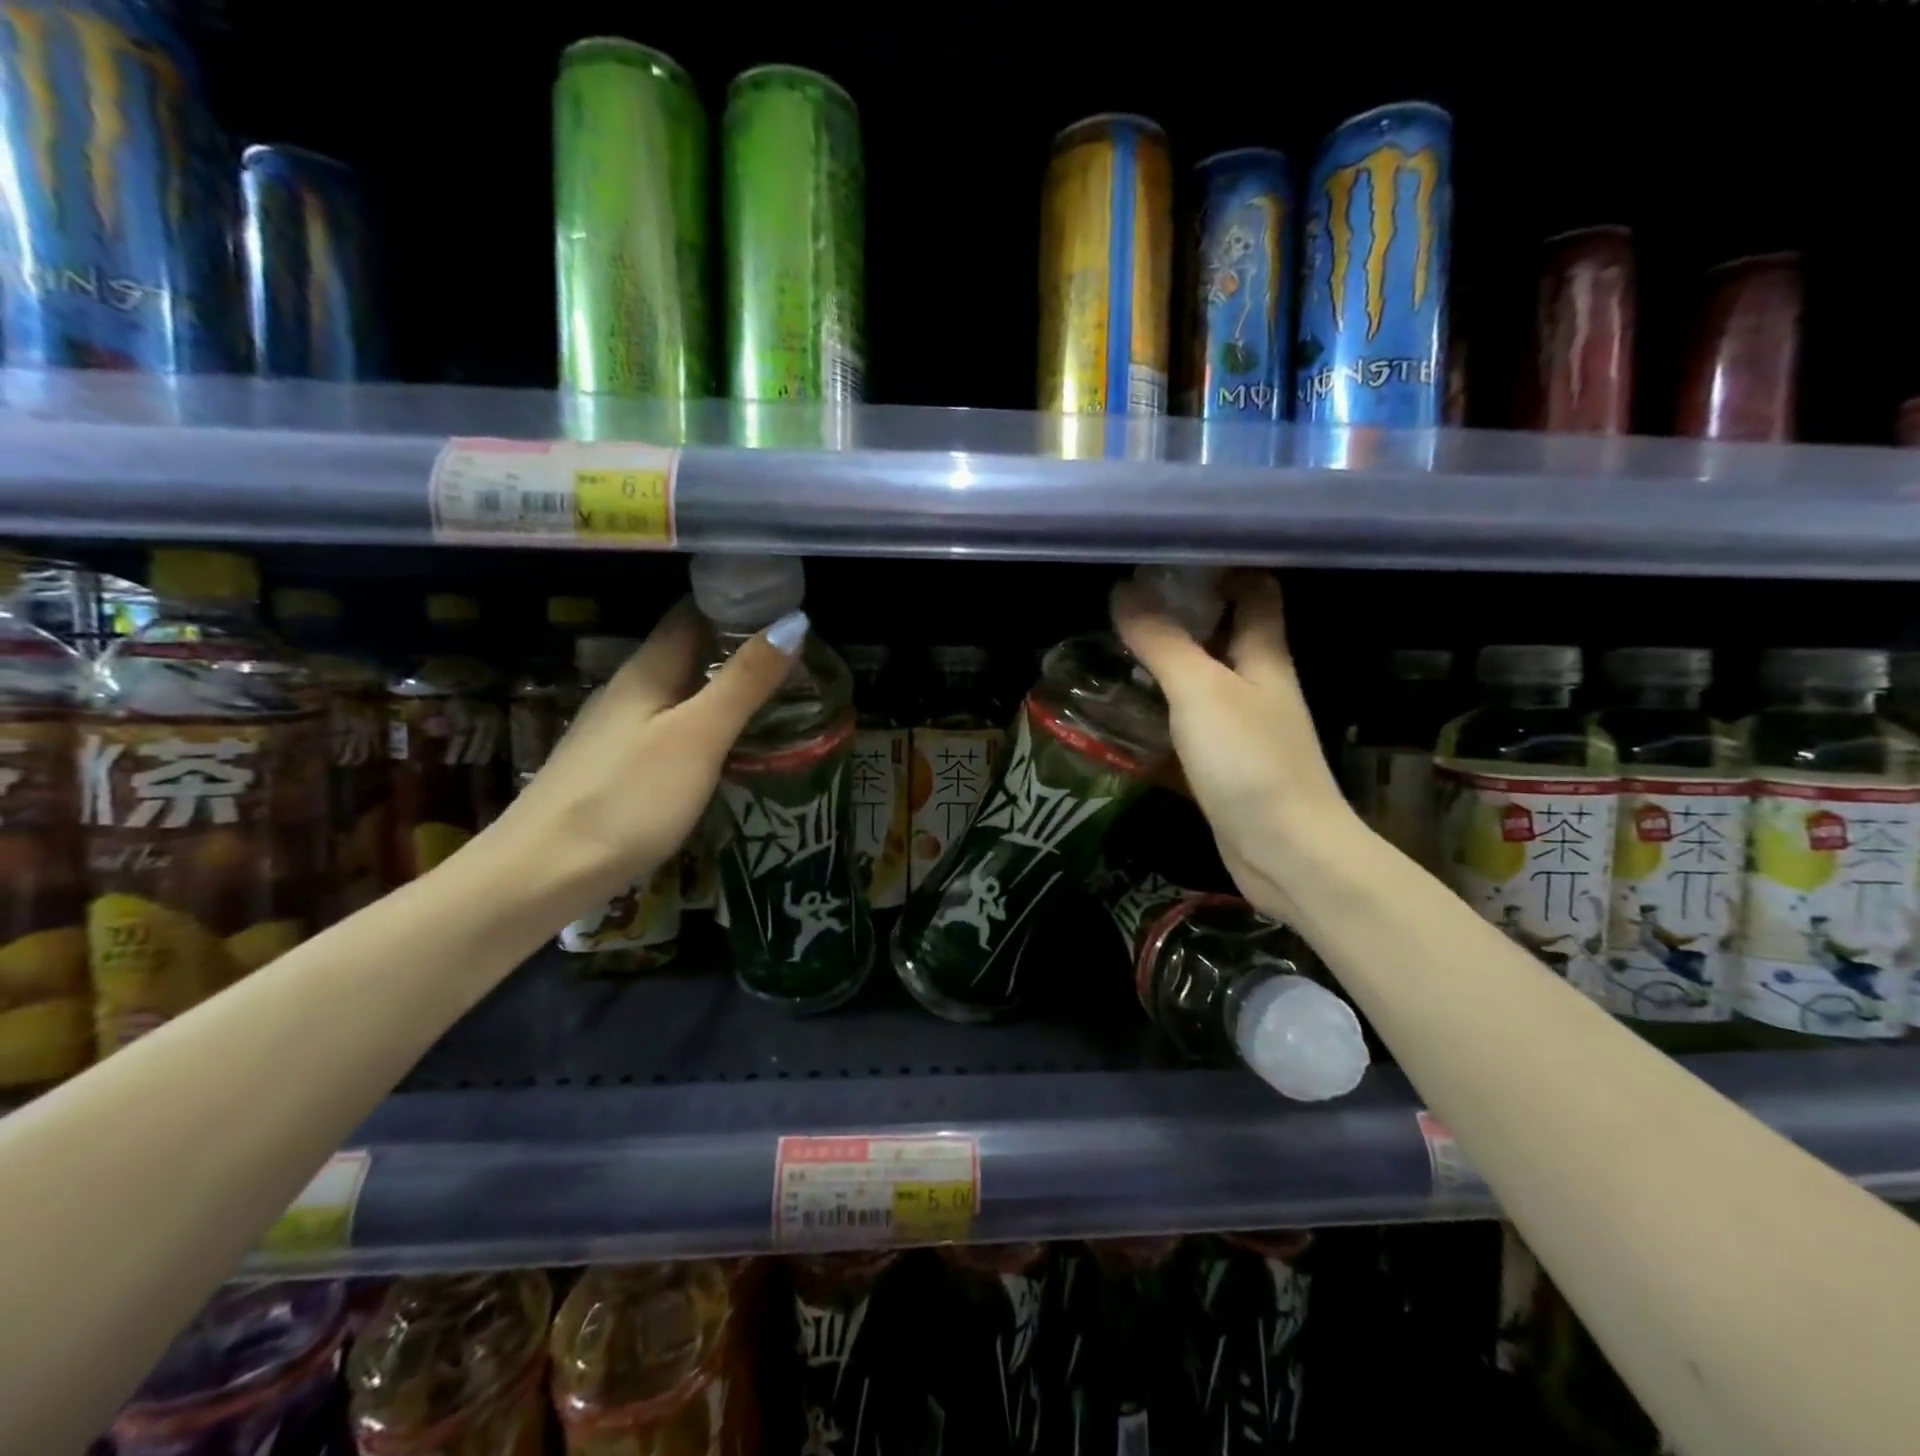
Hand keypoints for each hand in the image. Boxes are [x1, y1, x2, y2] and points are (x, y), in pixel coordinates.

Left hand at [493, 598, 806, 914]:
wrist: (541, 873)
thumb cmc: (627, 798)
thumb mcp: (698, 736)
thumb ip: (744, 681)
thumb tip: (793, 620)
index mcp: (648, 670)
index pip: (692, 612)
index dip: (737, 602)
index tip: (787, 607)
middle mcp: (629, 690)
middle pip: (687, 651)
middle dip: (738, 646)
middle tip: (798, 658)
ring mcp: (617, 729)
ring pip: (679, 691)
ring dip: (723, 686)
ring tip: (777, 698)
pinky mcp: (616, 766)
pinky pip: (670, 726)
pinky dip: (705, 723)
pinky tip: (727, 746)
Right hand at [1110, 570, 1354, 921]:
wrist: (1286, 851)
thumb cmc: (1250, 760)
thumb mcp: (1200, 691)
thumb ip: (1163, 641)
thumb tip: (1124, 590)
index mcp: (1265, 656)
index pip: (1256, 591)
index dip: (1223, 567)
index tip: (1172, 555)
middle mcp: (1260, 684)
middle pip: (1227, 632)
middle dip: (1184, 612)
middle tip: (1128, 600)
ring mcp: (1245, 726)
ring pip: (1206, 677)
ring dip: (1169, 660)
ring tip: (1117, 644)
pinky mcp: (1227, 762)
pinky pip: (1193, 720)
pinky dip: (1165, 706)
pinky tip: (1130, 706)